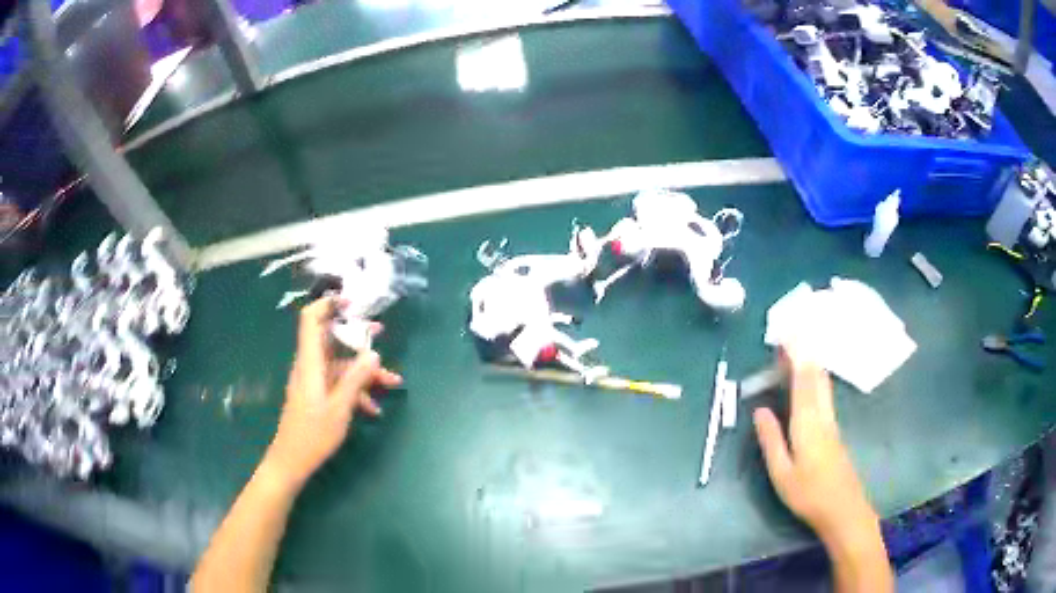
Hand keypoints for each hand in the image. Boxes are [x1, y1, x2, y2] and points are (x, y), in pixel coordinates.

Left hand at [263, 297, 401, 489]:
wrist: (291, 462)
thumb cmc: (313, 435)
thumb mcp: (340, 408)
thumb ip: (356, 379)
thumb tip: (373, 352)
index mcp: (310, 363)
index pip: (310, 320)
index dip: (327, 304)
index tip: (352, 301)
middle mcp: (310, 367)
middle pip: (331, 340)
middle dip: (357, 336)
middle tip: (380, 332)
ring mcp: (313, 382)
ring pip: (340, 365)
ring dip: (364, 371)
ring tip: (392, 382)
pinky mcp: (316, 396)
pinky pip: (338, 383)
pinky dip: (356, 390)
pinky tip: (373, 409)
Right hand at [752, 349, 877, 544]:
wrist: (842, 508)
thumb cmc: (808, 493)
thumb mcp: (781, 473)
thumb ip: (771, 440)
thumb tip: (760, 410)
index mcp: (807, 424)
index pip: (802, 381)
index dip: (795, 355)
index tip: (786, 333)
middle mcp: (822, 416)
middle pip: (816, 376)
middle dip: (804, 352)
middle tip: (789, 334)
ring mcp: (831, 422)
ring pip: (823, 383)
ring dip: (810, 362)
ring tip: (796, 350)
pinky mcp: (834, 430)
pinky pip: (824, 393)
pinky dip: (815, 377)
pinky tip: (810, 379)